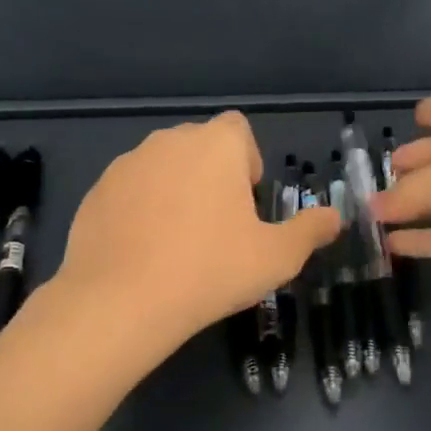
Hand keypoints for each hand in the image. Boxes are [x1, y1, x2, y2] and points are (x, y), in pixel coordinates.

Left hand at [55, 112, 340, 347]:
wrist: (122, 301)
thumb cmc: (211, 270)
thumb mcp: (277, 257)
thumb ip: (310, 230)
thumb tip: (334, 217)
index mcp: (215, 145)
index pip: (238, 129)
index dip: (247, 161)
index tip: (246, 203)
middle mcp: (169, 141)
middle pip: (199, 147)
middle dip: (212, 176)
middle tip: (219, 228)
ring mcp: (126, 165)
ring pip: (162, 167)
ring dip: (175, 191)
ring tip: (179, 243)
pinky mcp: (96, 192)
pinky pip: (130, 191)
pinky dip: (140, 210)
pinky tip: (144, 252)